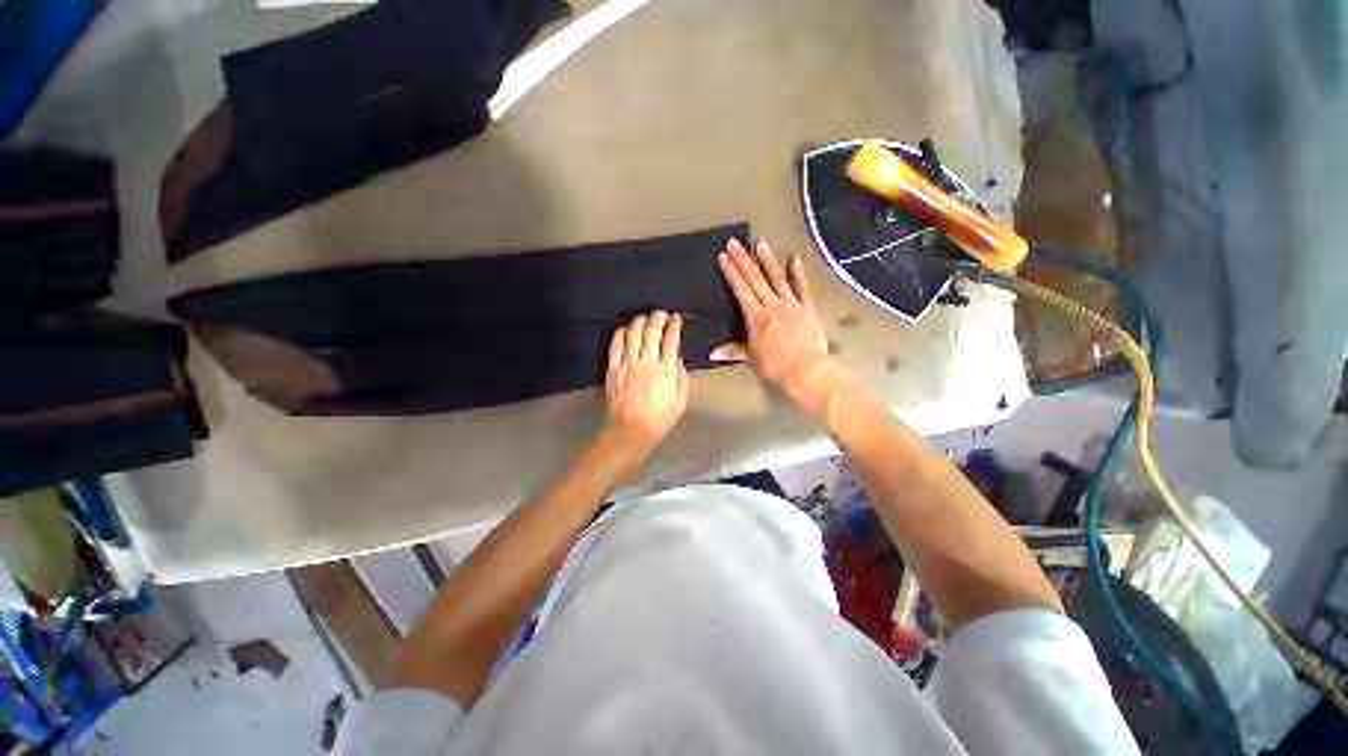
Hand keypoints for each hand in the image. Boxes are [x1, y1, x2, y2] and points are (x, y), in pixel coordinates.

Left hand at [605, 311, 689, 447]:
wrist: (631, 430)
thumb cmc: (660, 418)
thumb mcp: (680, 400)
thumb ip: (681, 377)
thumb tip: (677, 359)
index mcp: (666, 370)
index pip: (671, 340)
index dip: (674, 326)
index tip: (676, 318)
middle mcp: (647, 362)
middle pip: (652, 331)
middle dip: (658, 318)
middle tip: (661, 313)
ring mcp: (628, 364)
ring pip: (633, 334)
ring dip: (639, 322)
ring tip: (644, 318)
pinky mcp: (613, 368)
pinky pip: (616, 345)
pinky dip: (620, 333)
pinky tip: (625, 329)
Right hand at [713, 239, 836, 401]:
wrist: (806, 370)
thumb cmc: (776, 366)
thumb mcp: (751, 358)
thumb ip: (732, 351)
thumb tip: (711, 354)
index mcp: (756, 317)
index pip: (740, 290)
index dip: (731, 272)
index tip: (723, 257)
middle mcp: (772, 306)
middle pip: (755, 279)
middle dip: (743, 260)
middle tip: (734, 242)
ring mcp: (792, 305)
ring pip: (777, 279)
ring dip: (767, 261)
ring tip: (759, 244)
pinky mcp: (808, 308)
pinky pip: (802, 288)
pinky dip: (798, 273)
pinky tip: (794, 259)